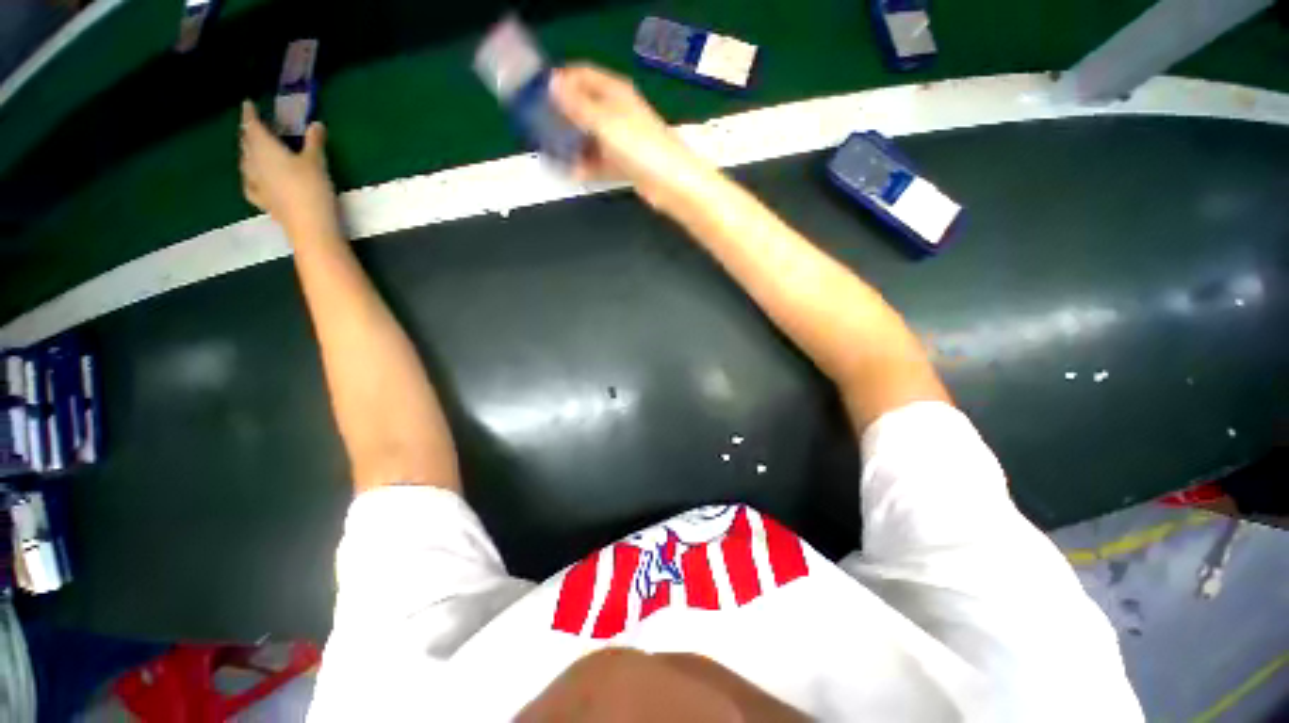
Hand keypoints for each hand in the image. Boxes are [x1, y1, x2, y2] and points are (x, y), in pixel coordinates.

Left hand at [239, 101, 336, 232]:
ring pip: (246, 162)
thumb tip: (315, 124)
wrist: (308, 225)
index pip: (252, 126)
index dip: (249, 113)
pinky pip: (250, 183)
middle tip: (253, 126)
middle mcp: (254, 163)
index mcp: (265, 149)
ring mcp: (256, 183)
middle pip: (247, 143)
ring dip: (248, 153)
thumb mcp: (316, 162)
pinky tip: (253, 178)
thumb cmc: (311, 188)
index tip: (247, 104)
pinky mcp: (262, 200)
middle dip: (249, 133)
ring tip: (252, 148)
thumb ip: (314, 142)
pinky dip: (251, 176)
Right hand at [550, 64, 718, 211]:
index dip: (560, 81)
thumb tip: (552, 83)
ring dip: (572, 145)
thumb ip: (577, 105)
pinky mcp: (624, 163)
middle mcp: (618, 112)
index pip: (582, 75)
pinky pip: (599, 161)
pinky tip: (572, 173)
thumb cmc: (640, 147)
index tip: (537, 94)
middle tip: (540, 129)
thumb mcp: (604, 122)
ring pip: (590, 137)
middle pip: (584, 107)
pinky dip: (586, 166)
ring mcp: (622, 139)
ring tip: (552, 155)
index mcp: (615, 92)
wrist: (671, 183)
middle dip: (562, 116)